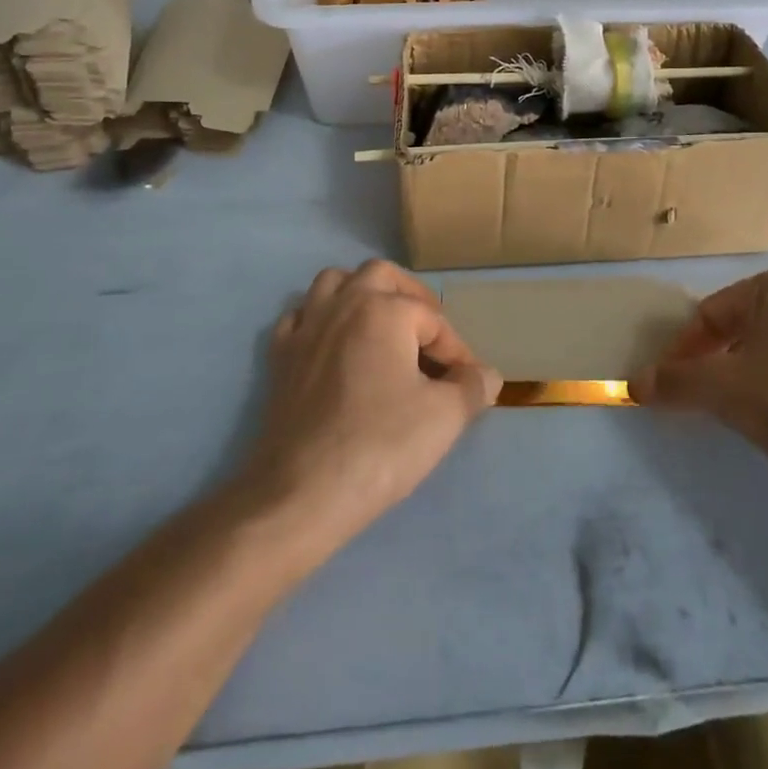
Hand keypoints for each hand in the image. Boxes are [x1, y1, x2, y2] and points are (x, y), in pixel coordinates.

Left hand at [240, 261, 500, 543]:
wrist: (302, 492)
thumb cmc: (380, 445)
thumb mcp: (444, 417)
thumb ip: (472, 387)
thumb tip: (488, 375)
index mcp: (383, 309)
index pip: (433, 319)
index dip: (456, 351)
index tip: (468, 383)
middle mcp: (342, 304)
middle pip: (380, 276)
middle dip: (409, 297)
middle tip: (427, 332)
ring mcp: (306, 327)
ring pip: (333, 283)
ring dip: (360, 294)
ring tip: (380, 326)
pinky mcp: (279, 356)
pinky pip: (301, 317)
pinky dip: (320, 320)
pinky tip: (332, 345)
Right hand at [631, 266, 767, 487]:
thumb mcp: (722, 390)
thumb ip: (674, 381)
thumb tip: (634, 384)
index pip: (713, 313)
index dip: (685, 350)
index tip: (672, 384)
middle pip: (744, 326)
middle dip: (717, 360)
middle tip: (705, 397)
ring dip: (748, 372)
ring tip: (742, 409)